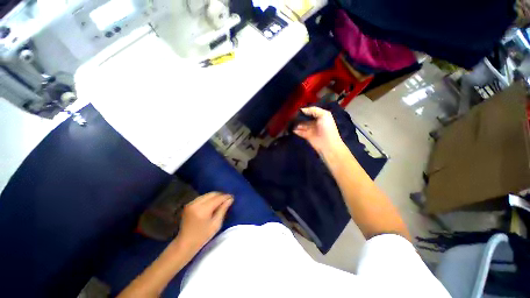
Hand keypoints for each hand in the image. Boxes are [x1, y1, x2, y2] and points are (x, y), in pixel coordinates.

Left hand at [175, 192, 232, 254]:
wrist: (185, 243)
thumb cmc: (202, 237)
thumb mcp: (216, 224)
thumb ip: (223, 209)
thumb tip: (230, 199)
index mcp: (203, 209)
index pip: (217, 198)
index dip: (226, 197)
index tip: (232, 197)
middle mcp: (196, 203)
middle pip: (212, 194)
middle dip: (221, 195)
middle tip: (227, 199)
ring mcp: (191, 203)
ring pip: (207, 194)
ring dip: (215, 196)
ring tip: (221, 201)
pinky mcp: (189, 204)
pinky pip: (202, 197)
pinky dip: (209, 198)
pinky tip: (213, 203)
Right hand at [293, 107, 342, 153]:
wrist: (328, 144)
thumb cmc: (327, 128)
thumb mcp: (324, 115)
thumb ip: (313, 110)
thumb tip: (302, 109)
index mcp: (321, 116)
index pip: (312, 111)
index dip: (305, 109)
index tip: (297, 108)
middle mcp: (316, 122)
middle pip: (306, 118)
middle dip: (299, 116)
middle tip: (292, 115)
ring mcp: (311, 129)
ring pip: (302, 125)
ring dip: (297, 123)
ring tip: (290, 121)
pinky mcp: (307, 136)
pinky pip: (300, 132)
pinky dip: (296, 131)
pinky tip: (292, 129)